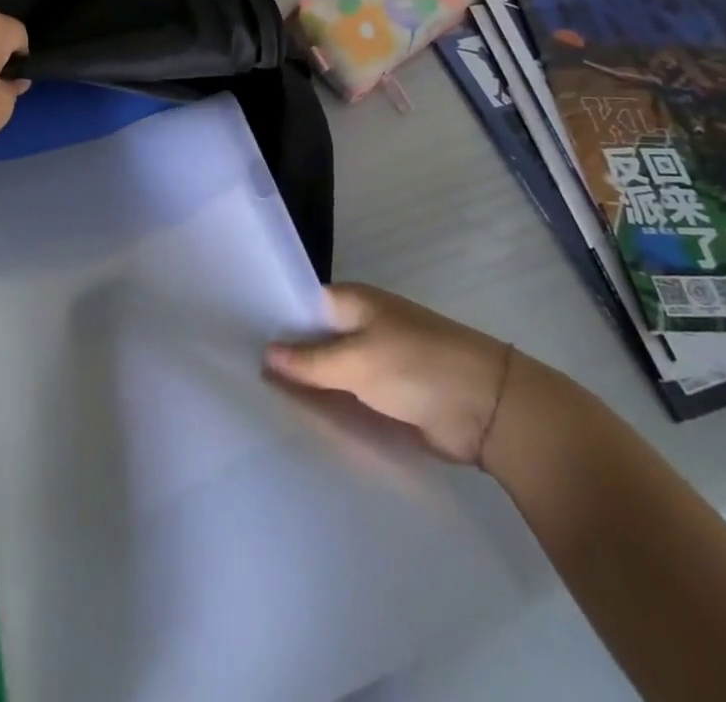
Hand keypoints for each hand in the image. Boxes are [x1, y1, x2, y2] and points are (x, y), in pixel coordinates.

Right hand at [266, 283, 511, 465]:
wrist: (488, 408)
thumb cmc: (416, 366)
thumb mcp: (356, 361)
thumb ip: (309, 361)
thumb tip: (265, 353)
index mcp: (351, 301)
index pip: (300, 304)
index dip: (272, 319)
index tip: (237, 340)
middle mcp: (360, 325)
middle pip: (313, 340)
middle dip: (286, 359)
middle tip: (242, 379)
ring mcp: (376, 360)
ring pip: (330, 372)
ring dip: (308, 387)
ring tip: (260, 405)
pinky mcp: (389, 394)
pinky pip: (350, 397)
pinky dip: (332, 407)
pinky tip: (301, 423)